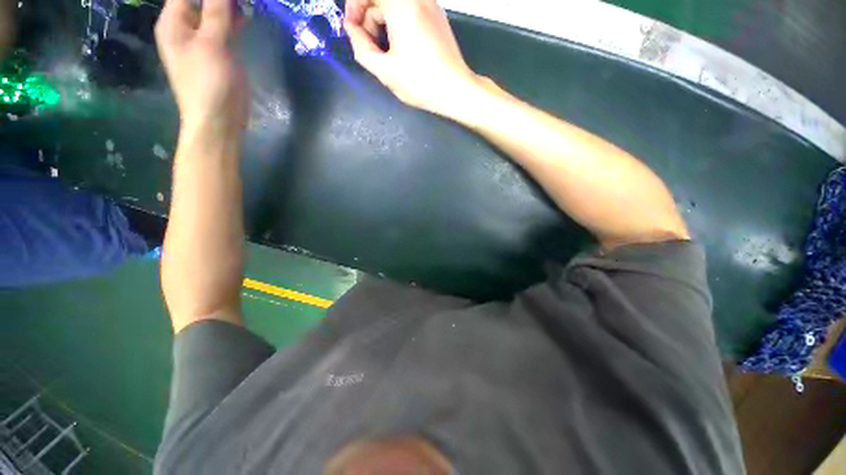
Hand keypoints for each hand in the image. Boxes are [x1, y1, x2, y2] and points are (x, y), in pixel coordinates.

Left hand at [155, 0, 247, 134]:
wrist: (219, 121)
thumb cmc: (209, 83)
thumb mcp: (212, 44)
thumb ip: (216, 11)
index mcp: (173, 22)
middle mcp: (184, 27)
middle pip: (200, 0)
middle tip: (242, 0)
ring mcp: (202, 41)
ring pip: (214, 12)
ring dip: (229, 6)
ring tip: (246, 4)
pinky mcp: (218, 54)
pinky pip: (223, 29)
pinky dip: (234, 21)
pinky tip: (246, 18)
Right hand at [344, 0, 480, 116]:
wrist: (456, 90)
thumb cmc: (420, 82)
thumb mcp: (385, 70)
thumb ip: (361, 47)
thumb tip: (351, 30)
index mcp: (401, 4)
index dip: (354, 7)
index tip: (353, 29)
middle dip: (368, 17)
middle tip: (368, 46)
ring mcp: (430, 5)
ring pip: (395, 4)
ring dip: (383, 22)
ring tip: (384, 53)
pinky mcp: (437, 17)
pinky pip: (409, 10)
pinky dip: (398, 23)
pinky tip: (399, 48)